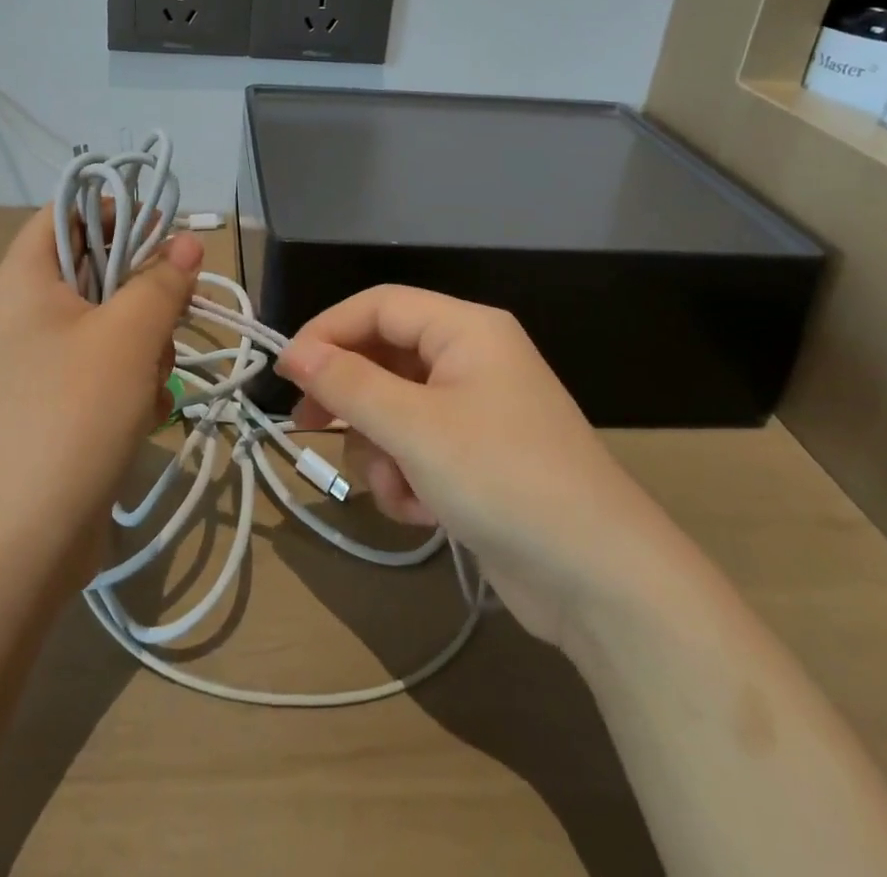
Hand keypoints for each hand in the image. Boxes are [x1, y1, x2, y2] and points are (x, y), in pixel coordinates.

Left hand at [0, 209, 202, 580]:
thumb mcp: (130, 335)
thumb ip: (162, 279)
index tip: (164, 234)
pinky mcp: (43, 406)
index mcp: (20, 280)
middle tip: (167, 322)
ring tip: (151, 384)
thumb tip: (186, 241)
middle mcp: (16, 314)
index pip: (66, 213)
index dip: (116, 210)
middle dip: (141, 295)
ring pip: (103, 325)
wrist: (17, 543)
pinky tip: (143, 415)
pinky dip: (125, 383)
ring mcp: (27, 364)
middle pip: (92, 271)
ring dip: (141, 346)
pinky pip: (95, 370)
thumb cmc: (72, 413)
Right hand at [277, 286, 645, 646]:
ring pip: (395, 409)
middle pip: (385, 357)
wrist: (601, 581)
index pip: (379, 305)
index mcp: (467, 329)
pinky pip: (418, 448)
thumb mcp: (415, 428)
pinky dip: (407, 478)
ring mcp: (476, 410)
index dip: (327, 331)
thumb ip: (349, 384)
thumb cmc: (504, 479)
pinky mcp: (478, 458)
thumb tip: (295, 353)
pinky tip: (420, 514)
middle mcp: (472, 359)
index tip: (286, 372)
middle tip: (307, 425)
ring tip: (396, 489)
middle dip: (351, 399)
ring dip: (382, 452)